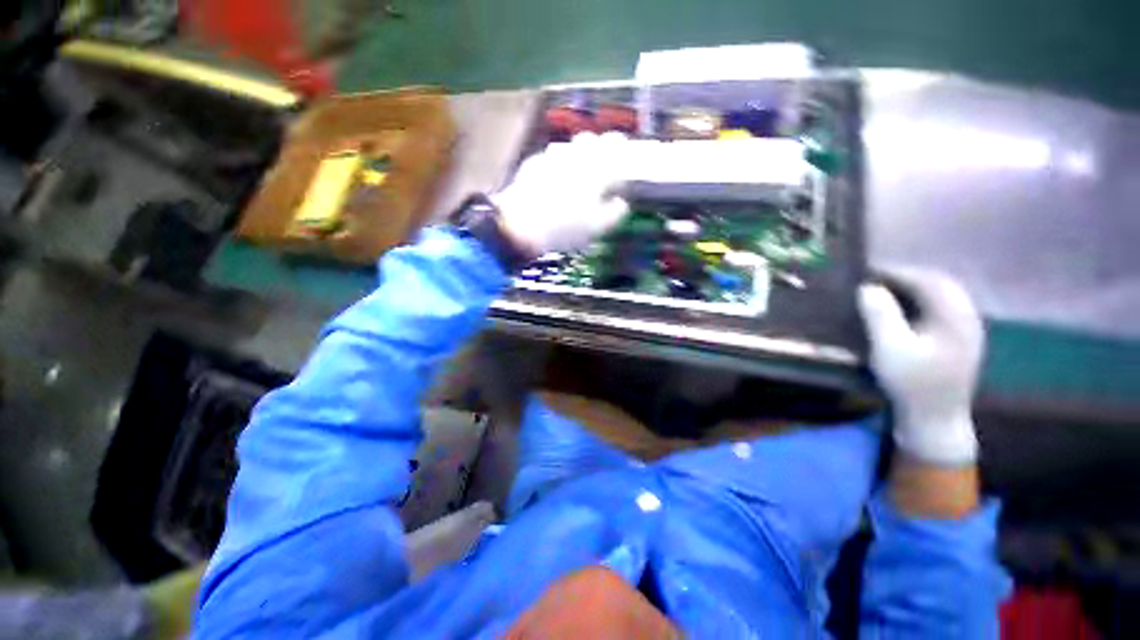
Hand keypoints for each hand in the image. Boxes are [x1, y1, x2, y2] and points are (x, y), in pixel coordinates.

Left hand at [492, 132, 629, 256]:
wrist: (523, 225)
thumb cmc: (567, 227)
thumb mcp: (599, 226)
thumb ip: (615, 211)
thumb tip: (621, 201)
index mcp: (596, 166)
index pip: (614, 143)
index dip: (620, 147)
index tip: (622, 154)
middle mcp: (575, 154)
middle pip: (589, 139)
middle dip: (597, 148)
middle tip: (599, 167)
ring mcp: (551, 156)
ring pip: (568, 147)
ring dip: (575, 155)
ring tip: (575, 174)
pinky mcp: (533, 164)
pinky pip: (549, 158)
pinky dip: (556, 165)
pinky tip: (553, 181)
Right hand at [858, 268, 984, 465]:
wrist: (936, 418)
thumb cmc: (911, 383)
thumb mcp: (890, 349)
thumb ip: (880, 315)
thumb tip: (867, 287)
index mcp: (955, 317)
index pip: (928, 281)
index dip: (898, 272)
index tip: (868, 272)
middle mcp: (967, 317)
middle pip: (941, 284)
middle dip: (907, 277)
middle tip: (876, 279)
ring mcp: (967, 329)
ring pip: (944, 295)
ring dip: (916, 288)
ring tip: (887, 290)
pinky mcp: (961, 340)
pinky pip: (944, 308)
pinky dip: (923, 301)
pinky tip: (906, 309)